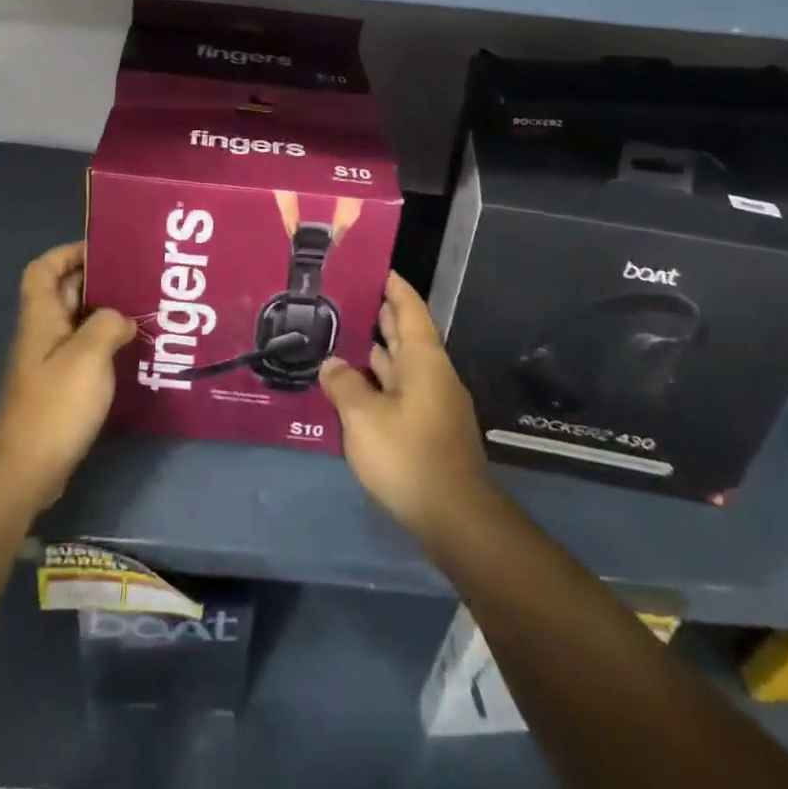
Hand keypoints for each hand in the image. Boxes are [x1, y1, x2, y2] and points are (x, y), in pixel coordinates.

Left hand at [0, 242, 135, 514]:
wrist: (27, 468)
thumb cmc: (56, 404)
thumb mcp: (89, 356)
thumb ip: (108, 324)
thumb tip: (121, 319)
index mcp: (41, 316)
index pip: (44, 268)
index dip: (69, 252)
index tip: (105, 250)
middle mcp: (42, 332)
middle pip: (64, 291)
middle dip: (98, 279)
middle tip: (138, 277)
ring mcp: (49, 360)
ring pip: (77, 321)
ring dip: (105, 312)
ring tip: (142, 309)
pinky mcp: (59, 385)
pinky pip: (83, 349)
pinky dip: (105, 342)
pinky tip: (131, 350)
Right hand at [319, 271, 495, 543]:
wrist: (455, 519)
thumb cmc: (409, 456)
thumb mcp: (364, 418)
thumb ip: (344, 385)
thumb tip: (332, 363)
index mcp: (424, 361)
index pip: (410, 310)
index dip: (395, 288)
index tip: (377, 269)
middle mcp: (432, 375)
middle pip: (407, 335)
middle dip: (383, 315)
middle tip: (351, 296)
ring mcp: (433, 404)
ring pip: (402, 365)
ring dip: (378, 350)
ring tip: (346, 335)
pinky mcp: (428, 430)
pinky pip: (400, 390)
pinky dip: (379, 380)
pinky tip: (355, 386)